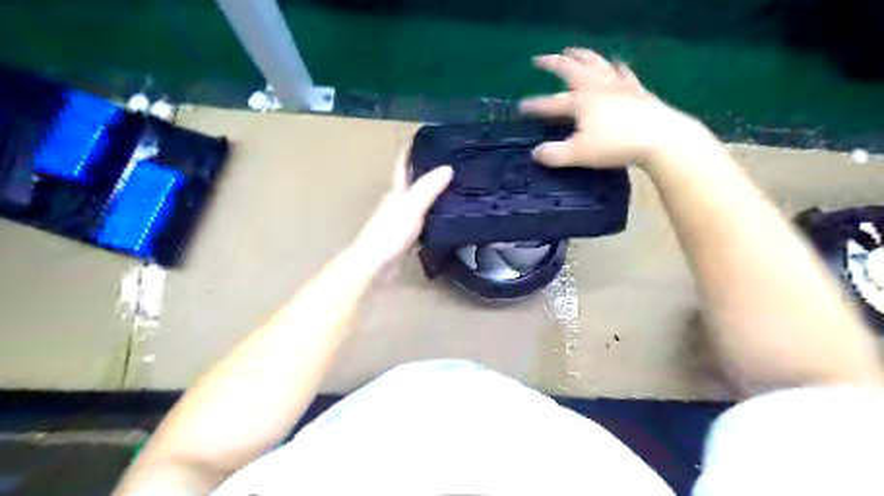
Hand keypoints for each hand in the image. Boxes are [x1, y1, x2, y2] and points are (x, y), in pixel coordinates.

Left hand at [350, 147, 451, 271]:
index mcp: (396, 193)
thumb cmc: (390, 234)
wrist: (374, 266)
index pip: (403, 165)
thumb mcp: (411, 208)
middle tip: (451, 164)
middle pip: (411, 183)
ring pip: (417, 202)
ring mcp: (399, 222)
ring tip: (453, 188)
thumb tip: (447, 167)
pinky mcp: (404, 238)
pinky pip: (421, 220)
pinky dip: (432, 216)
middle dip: (426, 171)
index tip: (424, 137)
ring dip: (431, 194)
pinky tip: (444, 219)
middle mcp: (396, 204)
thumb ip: (428, 189)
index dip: (410, 150)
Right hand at [519, 48, 701, 168]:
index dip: (534, 105)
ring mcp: (619, 86)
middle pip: (573, 70)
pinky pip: (624, 73)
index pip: (551, 103)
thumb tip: (535, 153)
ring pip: (597, 64)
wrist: (660, 138)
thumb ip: (554, 154)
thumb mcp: (578, 154)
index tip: (520, 106)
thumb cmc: (615, 145)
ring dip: (583, 56)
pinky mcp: (637, 91)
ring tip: (574, 51)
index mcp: (581, 101)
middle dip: (555, 64)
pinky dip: (617, 67)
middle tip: (542, 59)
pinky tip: (616, 63)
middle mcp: (597, 87)